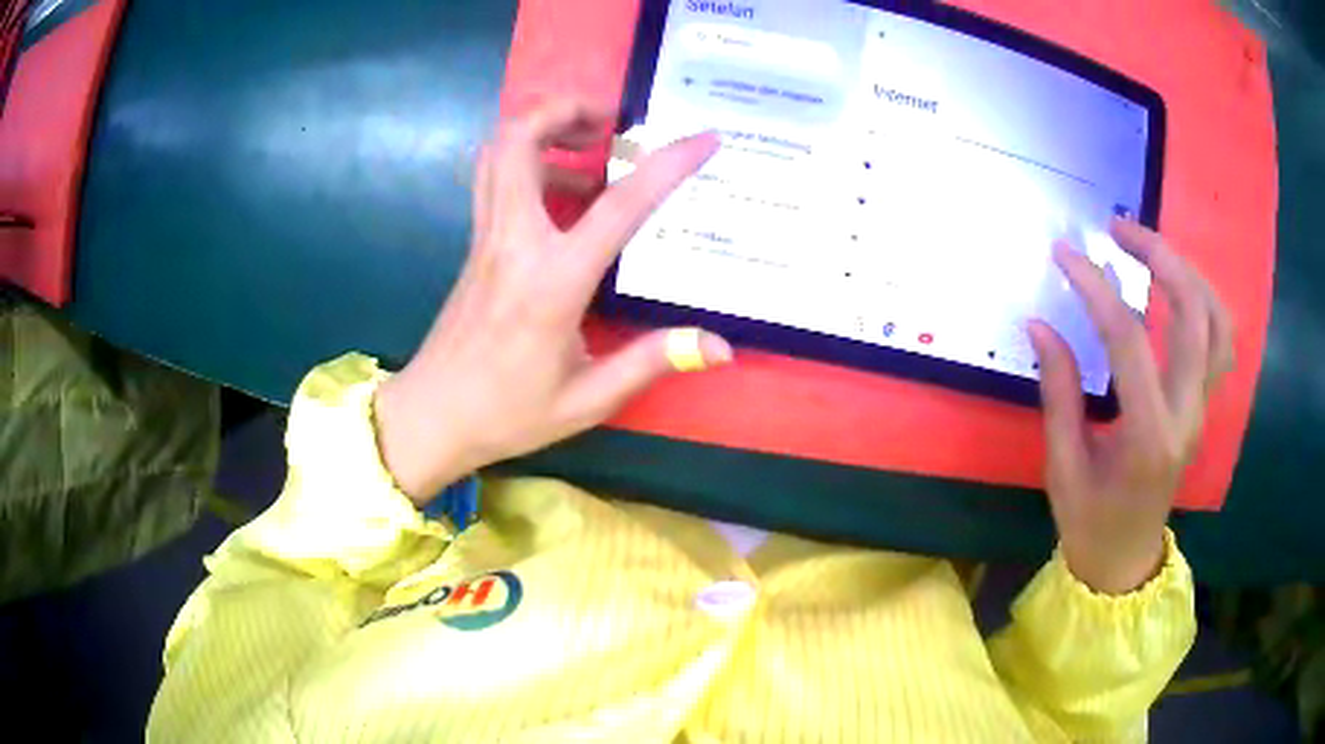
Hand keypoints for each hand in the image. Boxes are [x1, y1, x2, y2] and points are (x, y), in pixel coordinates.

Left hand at [374, 99, 731, 503]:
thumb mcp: (587, 399)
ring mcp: (487, 238)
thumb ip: (652, 361)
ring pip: (498, 150)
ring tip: (592, 146)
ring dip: (543, 128)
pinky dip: (529, 161)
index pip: (618, 205)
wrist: (432, 416)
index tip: (703, 138)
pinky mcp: (475, 243)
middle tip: (613, 123)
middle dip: (567, 109)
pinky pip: (496, 178)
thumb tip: (720, 345)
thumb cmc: (508, 413)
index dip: (666, 165)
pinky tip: (563, 192)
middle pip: (519, 140)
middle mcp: (514, 242)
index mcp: (553, 282)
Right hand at [1030, 219, 1233, 593]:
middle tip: (1118, 228)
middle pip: (1192, 313)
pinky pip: (1220, 341)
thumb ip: (1058, 392)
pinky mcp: (1203, 406)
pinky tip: (1177, 288)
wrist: (1126, 560)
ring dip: (1187, 272)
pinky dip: (1204, 301)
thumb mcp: (1063, 466)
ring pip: (1217, 321)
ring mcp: (1202, 409)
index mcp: (1148, 436)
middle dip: (1158, 256)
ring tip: (1150, 248)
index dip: (1095, 288)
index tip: (1064, 254)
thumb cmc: (1090, 522)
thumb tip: (1040, 325)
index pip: (1128, 340)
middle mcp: (1186, 414)